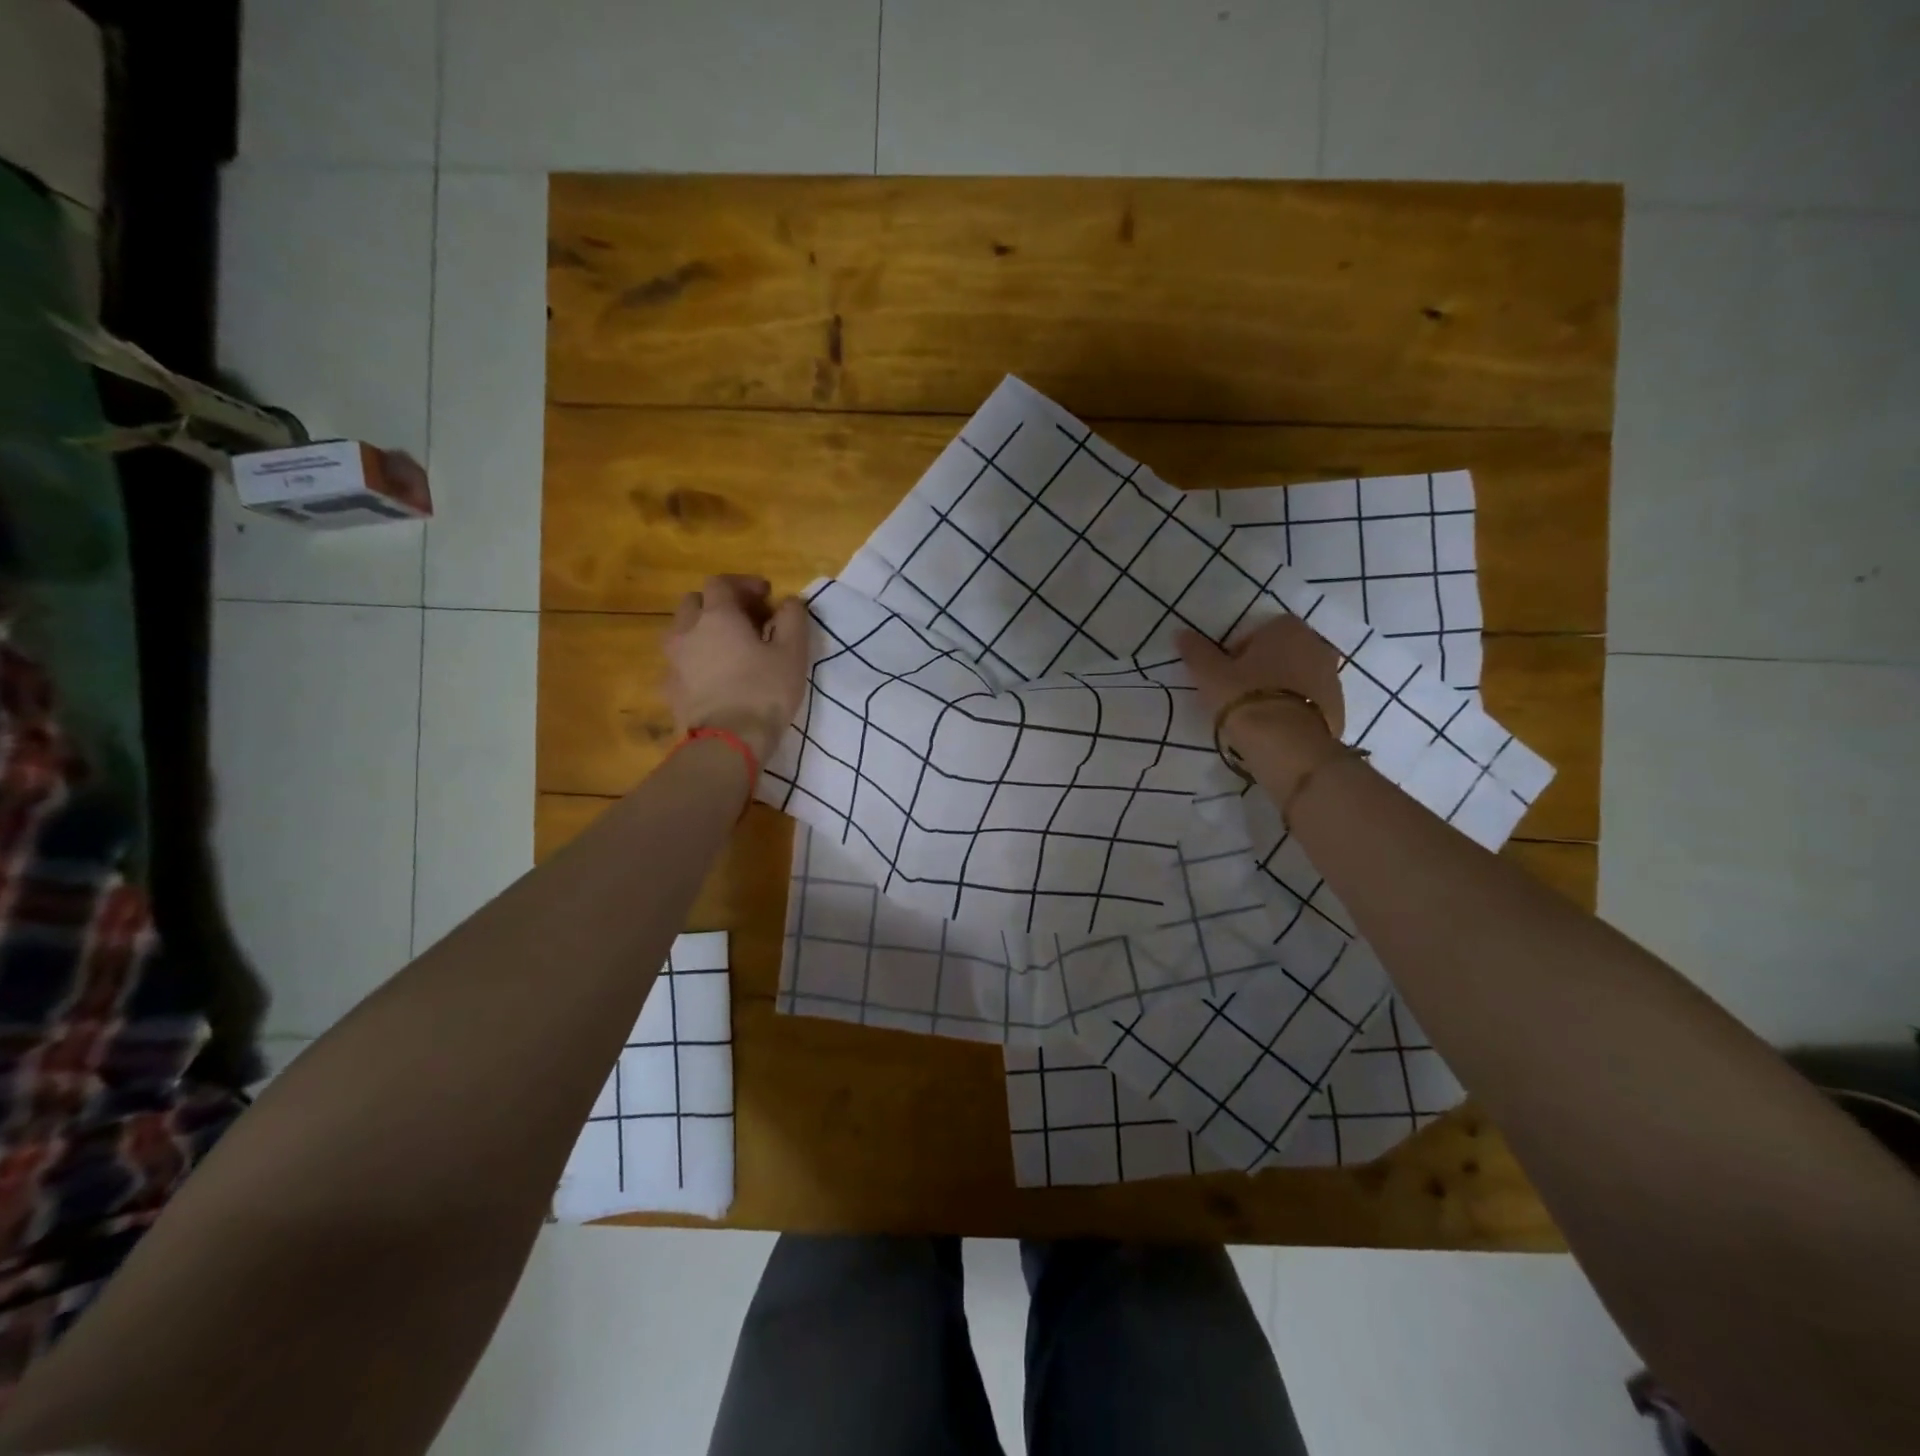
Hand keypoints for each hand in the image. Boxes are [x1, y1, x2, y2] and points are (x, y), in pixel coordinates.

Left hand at [666, 575, 810, 764]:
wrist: (728, 742)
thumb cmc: (765, 692)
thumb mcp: (792, 652)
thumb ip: (792, 619)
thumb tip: (789, 601)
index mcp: (717, 616)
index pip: (721, 583)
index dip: (743, 584)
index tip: (766, 596)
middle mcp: (687, 631)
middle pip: (694, 603)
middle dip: (717, 604)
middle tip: (744, 620)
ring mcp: (673, 661)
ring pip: (680, 632)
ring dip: (701, 631)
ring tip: (725, 648)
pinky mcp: (669, 689)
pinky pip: (678, 664)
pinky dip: (694, 661)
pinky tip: (711, 677)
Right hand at [1177, 615, 1346, 792]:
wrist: (1289, 746)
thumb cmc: (1246, 698)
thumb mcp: (1209, 674)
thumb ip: (1196, 651)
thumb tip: (1180, 633)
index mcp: (1287, 628)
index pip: (1257, 633)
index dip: (1236, 654)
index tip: (1224, 675)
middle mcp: (1316, 645)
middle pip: (1280, 654)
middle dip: (1261, 669)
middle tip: (1237, 695)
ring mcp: (1332, 677)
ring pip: (1296, 678)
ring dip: (1279, 690)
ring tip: (1256, 716)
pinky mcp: (1339, 708)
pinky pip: (1309, 702)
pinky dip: (1294, 710)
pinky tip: (1275, 729)